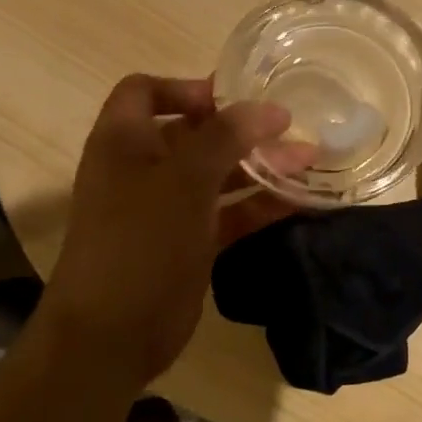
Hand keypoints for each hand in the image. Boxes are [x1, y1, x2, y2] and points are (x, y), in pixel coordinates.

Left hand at [40, 75, 293, 383]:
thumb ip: (226, 136)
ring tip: (310, 160)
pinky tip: (299, 202)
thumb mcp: (185, 179)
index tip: (234, 98)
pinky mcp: (188, 242)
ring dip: (260, 166)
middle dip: (242, 129)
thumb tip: (269, 108)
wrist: (112, 334)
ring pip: (217, 174)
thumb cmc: (141, 241)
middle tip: (291, 129)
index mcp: (124, 141)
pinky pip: (227, 213)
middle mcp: (142, 168)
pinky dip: (258, 205)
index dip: (187, 87)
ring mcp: (166, 208)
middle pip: (194, 133)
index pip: (146, 90)